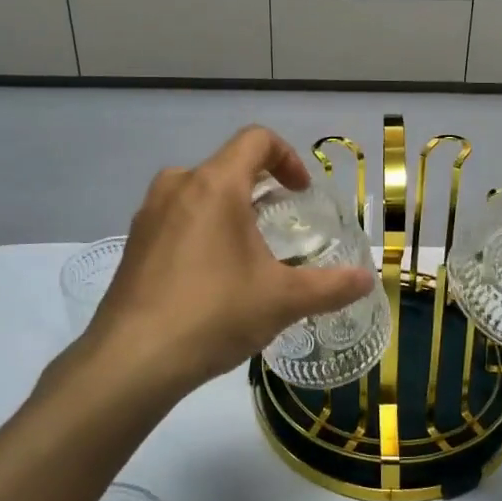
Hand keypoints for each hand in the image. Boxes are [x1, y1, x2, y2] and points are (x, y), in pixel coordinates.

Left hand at [80, 127, 375, 401]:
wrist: (132, 360)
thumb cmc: (214, 314)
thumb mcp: (282, 300)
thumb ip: (330, 286)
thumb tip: (368, 281)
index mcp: (215, 185)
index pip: (256, 140)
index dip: (287, 158)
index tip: (300, 193)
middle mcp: (178, 187)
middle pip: (226, 165)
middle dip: (259, 186)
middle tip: (278, 222)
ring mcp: (149, 214)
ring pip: (198, 192)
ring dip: (228, 209)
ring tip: (247, 251)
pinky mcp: (133, 243)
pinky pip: (176, 219)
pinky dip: (201, 230)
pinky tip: (210, 276)